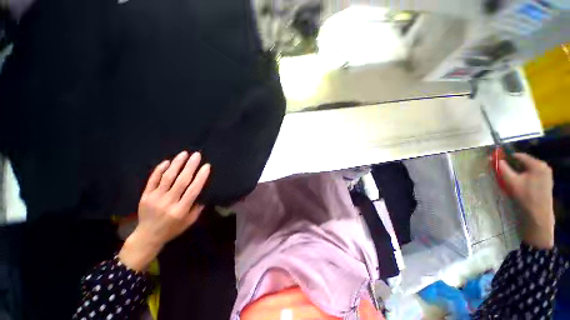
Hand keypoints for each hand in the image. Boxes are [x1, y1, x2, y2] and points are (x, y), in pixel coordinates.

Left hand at [119, 151, 210, 270]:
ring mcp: (155, 198)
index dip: (200, 177)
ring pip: (167, 177)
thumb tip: (203, 191)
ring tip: (184, 154)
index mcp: (181, 210)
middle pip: (181, 181)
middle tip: (196, 155)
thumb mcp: (189, 222)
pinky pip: (152, 180)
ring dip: (176, 164)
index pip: (193, 190)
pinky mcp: (145, 195)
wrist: (147, 236)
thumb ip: (198, 207)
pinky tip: (167, 162)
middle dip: (190, 166)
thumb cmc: (173, 229)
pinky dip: (159, 170)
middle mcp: (168, 202)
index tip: (206, 166)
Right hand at [499, 153, 553, 248]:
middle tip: (504, 172)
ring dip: (519, 171)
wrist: (539, 213)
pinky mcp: (547, 180)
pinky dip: (525, 175)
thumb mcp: (511, 181)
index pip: (519, 156)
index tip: (499, 162)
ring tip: (512, 178)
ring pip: (528, 168)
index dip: (507, 158)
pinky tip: (521, 183)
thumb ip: (502, 168)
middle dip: (514, 165)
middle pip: (524, 162)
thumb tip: (494, 159)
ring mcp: (547, 173)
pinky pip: (533, 173)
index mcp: (537, 164)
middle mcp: (544, 166)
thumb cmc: (525, 196)